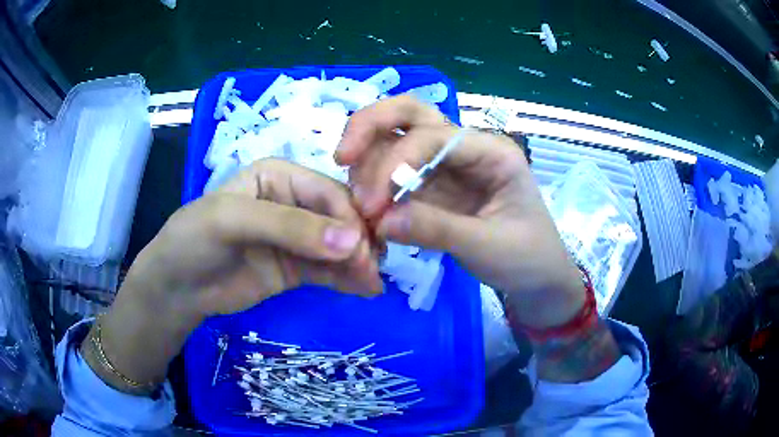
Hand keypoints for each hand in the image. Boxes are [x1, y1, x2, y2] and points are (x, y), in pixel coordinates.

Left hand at [128, 158, 382, 319]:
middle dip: (358, 241)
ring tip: (373, 283)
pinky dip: (348, 278)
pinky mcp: (296, 268)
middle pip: (339, 218)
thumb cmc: (195, 240)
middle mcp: (293, 202)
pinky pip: (329, 270)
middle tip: (372, 270)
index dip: (349, 216)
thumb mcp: (233, 221)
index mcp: (280, 176)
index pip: (327, 191)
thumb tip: (351, 241)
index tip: (363, 249)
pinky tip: (365, 289)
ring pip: (338, 246)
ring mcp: (296, 238)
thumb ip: (290, 227)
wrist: (176, 287)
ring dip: (358, 262)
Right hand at [337, 95, 583, 329]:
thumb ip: (436, 230)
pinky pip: (396, 170)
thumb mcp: (488, 247)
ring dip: (369, 156)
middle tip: (341, 157)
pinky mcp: (434, 185)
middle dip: (371, 126)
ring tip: (355, 197)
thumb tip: (379, 221)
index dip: (395, 163)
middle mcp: (467, 146)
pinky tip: (364, 205)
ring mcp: (448, 163)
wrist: (538, 278)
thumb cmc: (526, 258)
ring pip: (398, 135)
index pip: (434, 136)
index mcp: (491, 151)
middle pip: (411, 112)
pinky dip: (374, 180)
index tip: (371, 207)